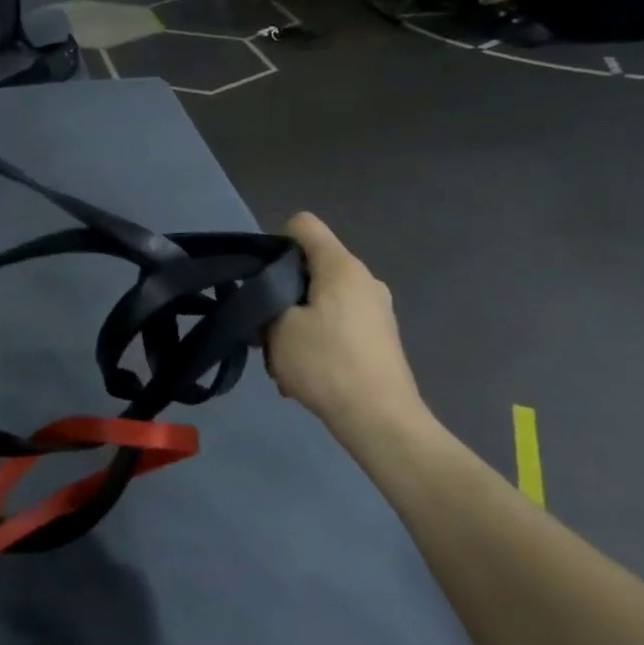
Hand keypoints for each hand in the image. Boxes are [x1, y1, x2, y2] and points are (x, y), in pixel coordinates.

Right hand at [266, 213, 426, 434]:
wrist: (381, 420)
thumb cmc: (327, 364)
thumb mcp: (278, 329)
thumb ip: (267, 299)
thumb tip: (272, 296)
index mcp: (341, 266)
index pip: (303, 225)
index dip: (275, 242)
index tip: (262, 279)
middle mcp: (364, 279)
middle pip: (312, 267)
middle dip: (284, 293)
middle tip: (268, 329)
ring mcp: (376, 309)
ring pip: (322, 301)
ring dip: (298, 324)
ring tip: (286, 361)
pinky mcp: (380, 337)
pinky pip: (338, 325)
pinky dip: (319, 341)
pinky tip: (308, 375)